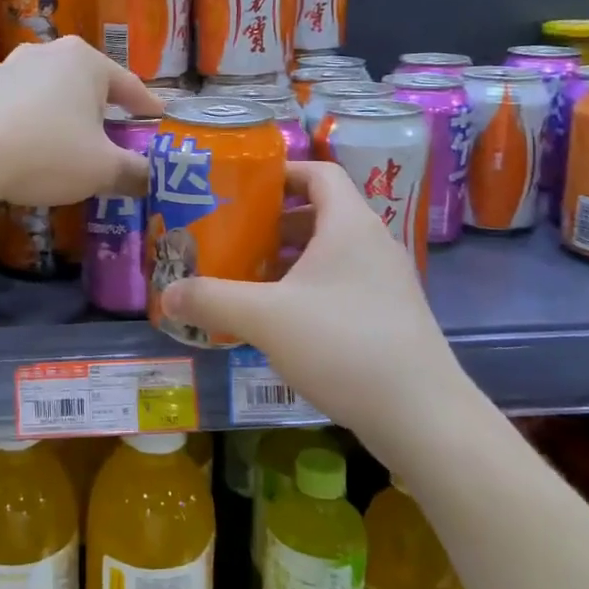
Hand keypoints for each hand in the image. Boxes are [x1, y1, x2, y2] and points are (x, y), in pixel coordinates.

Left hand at [0, 37, 163, 207]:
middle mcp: (49, 52)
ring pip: (52, 93)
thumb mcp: (102, 169)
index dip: (147, 107)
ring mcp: (11, 66)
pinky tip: (32, 147)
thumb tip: (150, 179)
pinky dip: (34, 122)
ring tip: (71, 144)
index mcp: (85, 61)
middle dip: (103, 111)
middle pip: (88, 85)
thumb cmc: (47, 152)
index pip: (128, 85)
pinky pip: (22, 105)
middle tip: (116, 137)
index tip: (158, 119)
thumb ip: (133, 172)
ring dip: (66, 116)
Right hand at [157, 161, 452, 429]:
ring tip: (247, 277)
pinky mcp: (389, 316)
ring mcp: (386, 282)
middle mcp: (373, 243)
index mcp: (349, 224)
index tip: (242, 189)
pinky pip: (341, 284)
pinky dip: (308, 288)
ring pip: (330, 253)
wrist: (422, 415)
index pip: (319, 172)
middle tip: (233, 237)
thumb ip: (211, 300)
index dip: (281, 173)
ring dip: (289, 259)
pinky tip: (279, 320)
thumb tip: (166, 294)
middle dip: (273, 222)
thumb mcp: (265, 317)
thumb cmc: (342, 344)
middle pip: (320, 212)